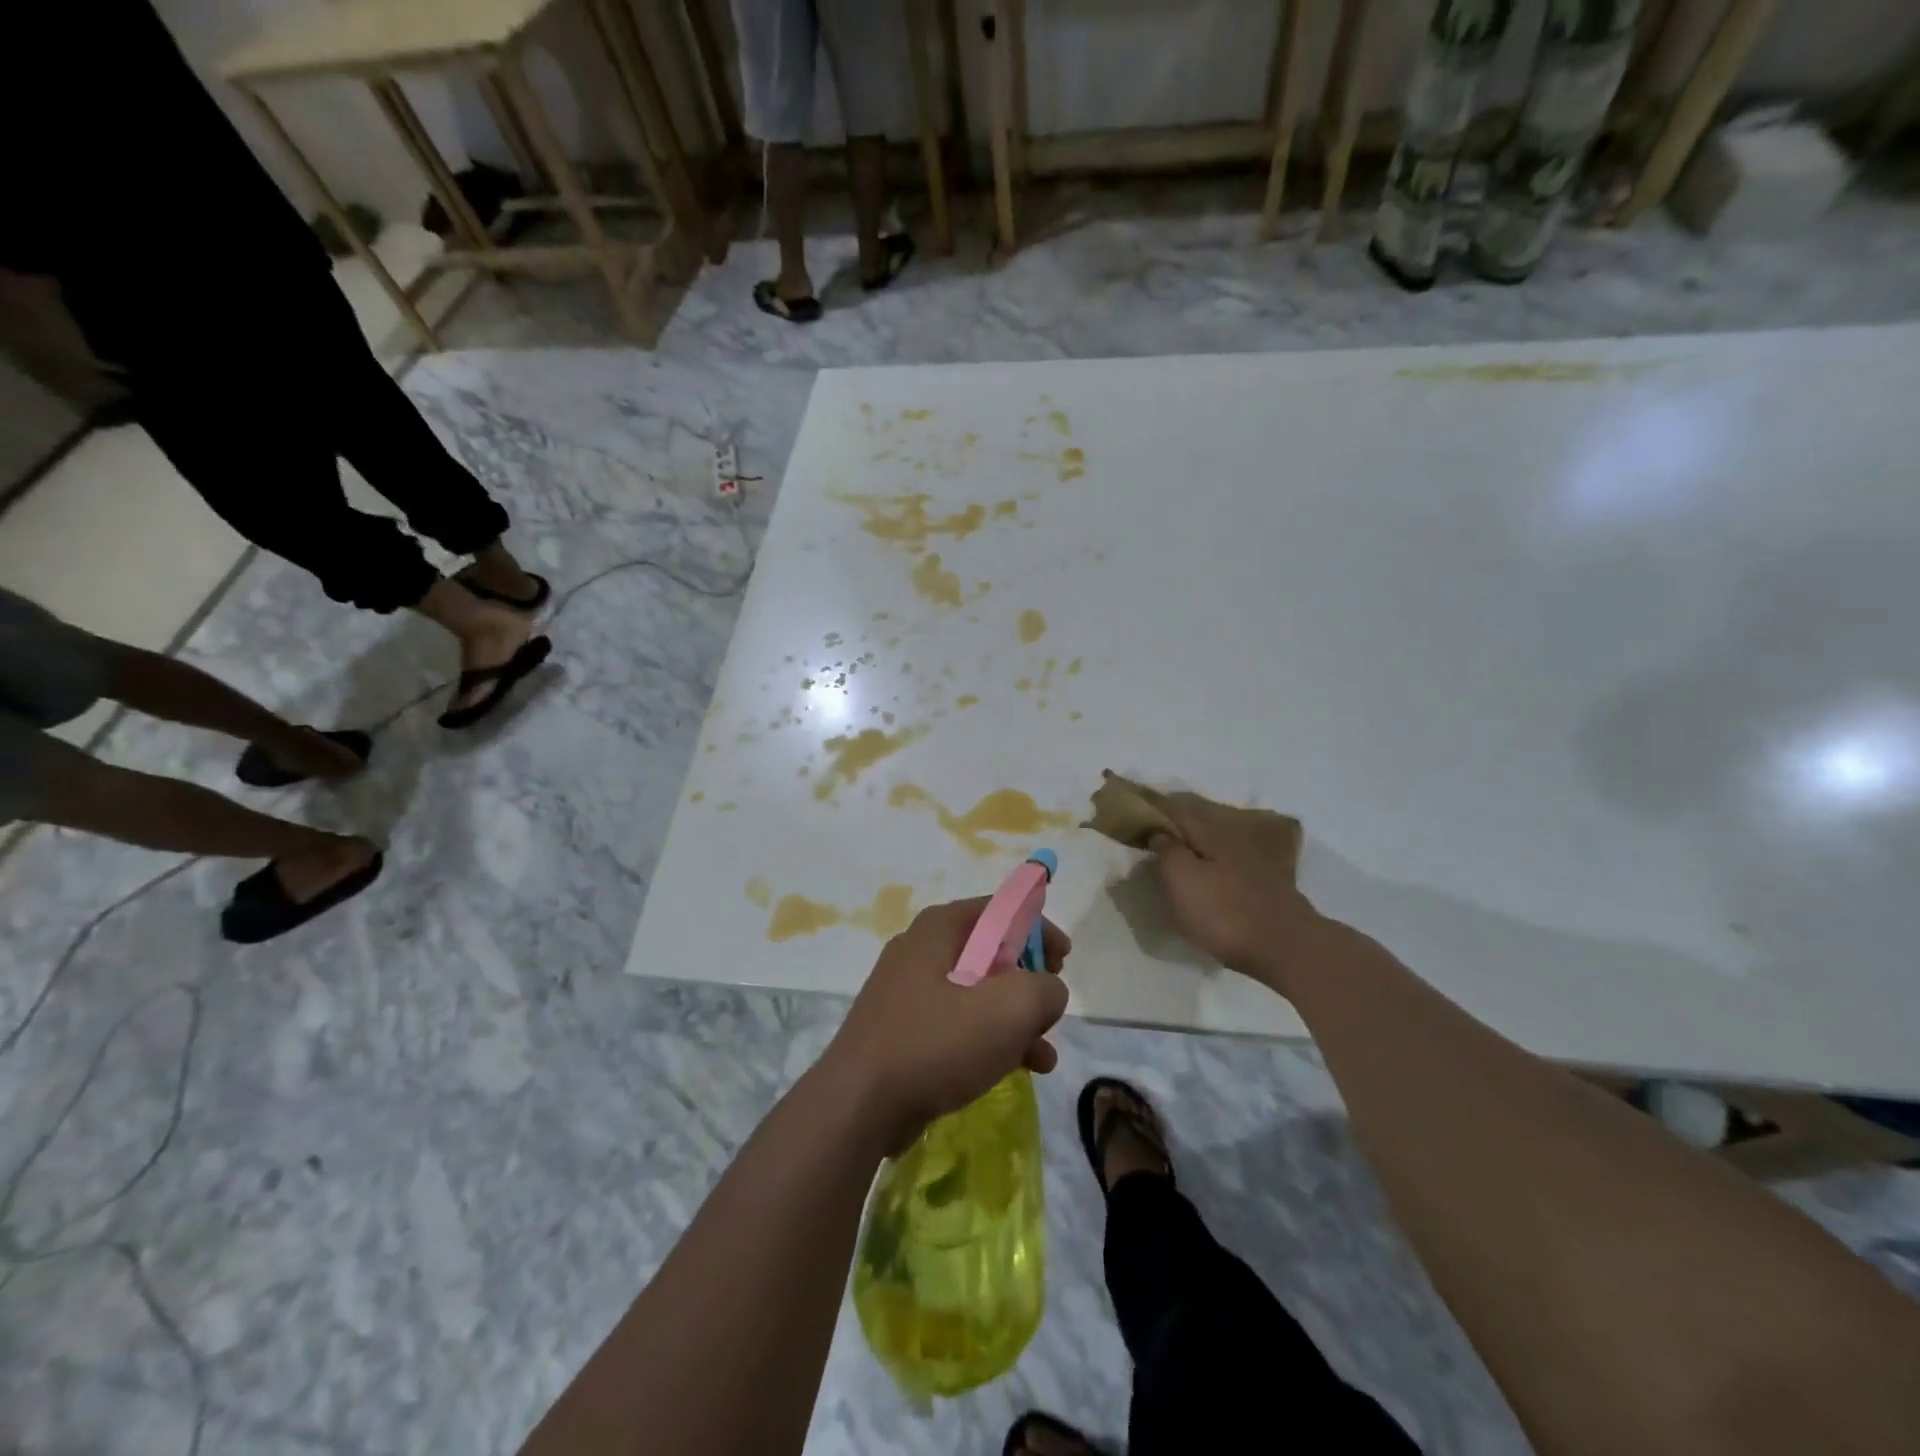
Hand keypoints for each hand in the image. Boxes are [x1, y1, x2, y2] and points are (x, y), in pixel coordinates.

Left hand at [823, 898, 1069, 1152]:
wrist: (859, 1104)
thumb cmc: (938, 1041)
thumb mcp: (1011, 1008)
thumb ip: (1046, 988)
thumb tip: (1048, 990)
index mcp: (941, 927)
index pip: (1001, 909)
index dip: (1039, 929)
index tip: (1065, 960)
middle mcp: (921, 949)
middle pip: (991, 951)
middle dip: (1029, 980)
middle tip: (1051, 1007)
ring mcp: (908, 991)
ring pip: (977, 992)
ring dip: (1015, 1018)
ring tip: (1044, 1052)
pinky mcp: (904, 1029)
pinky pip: (958, 1023)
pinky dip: (990, 1039)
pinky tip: (1020, 1069)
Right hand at [1147, 791, 1322, 990]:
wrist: (1287, 947)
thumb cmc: (1225, 912)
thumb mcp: (1182, 880)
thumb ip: (1167, 850)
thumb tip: (1159, 831)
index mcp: (1210, 832)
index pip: (1176, 809)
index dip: (1154, 806)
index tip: (1134, 807)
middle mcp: (1234, 837)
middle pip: (1200, 819)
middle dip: (1178, 818)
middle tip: (1154, 824)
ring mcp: (1255, 860)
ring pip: (1218, 838)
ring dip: (1197, 838)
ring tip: (1179, 846)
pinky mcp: (1268, 883)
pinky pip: (1232, 860)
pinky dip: (1216, 859)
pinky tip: (1212, 869)